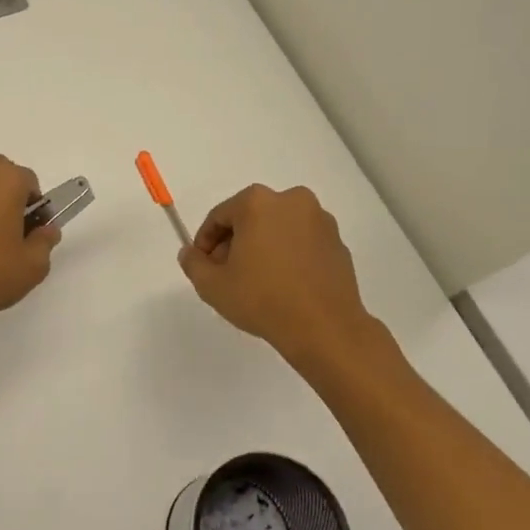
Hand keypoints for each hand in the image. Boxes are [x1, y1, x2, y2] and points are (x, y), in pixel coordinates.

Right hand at [178, 184, 385, 366]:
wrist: (325, 329)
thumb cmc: (262, 300)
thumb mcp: (212, 285)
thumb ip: (193, 263)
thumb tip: (190, 253)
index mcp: (258, 203)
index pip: (220, 216)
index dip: (205, 241)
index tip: (203, 265)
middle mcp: (292, 201)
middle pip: (250, 218)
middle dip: (235, 242)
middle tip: (227, 273)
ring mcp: (320, 221)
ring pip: (278, 228)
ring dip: (262, 247)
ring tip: (255, 281)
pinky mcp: (338, 243)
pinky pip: (301, 242)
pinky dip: (288, 255)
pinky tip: (283, 284)